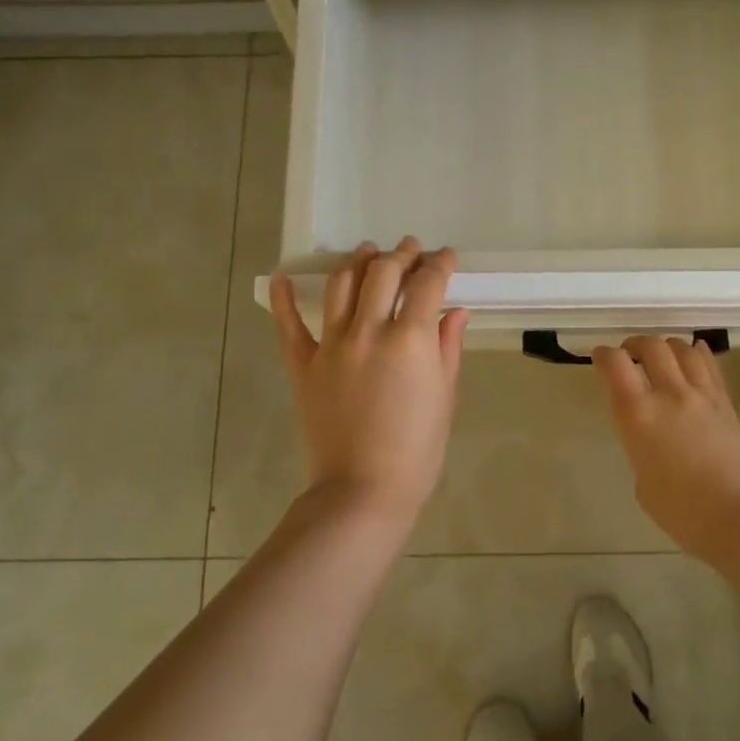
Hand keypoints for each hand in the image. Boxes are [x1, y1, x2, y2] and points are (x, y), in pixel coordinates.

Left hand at [271, 238, 468, 518]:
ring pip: (342, 285)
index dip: (439, 264)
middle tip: (411, 250)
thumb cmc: (417, 449)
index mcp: (410, 339)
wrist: (363, 490)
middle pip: (383, 273)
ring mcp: (331, 345)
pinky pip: (289, 325)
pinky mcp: (303, 364)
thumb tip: (455, 312)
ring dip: (357, 262)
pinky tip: (284, 278)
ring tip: (367, 253)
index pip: (426, 284)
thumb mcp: (444, 396)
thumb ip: (447, 347)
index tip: (445, 257)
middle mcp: (369, 330)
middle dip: (401, 255)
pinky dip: (285, 298)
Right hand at [592, 336, 739, 569]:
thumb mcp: (643, 482)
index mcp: (638, 415)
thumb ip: (641, 448)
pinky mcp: (726, 403)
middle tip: (629, 355)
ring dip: (666, 345)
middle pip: (651, 346)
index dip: (603, 355)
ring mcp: (702, 396)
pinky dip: (697, 353)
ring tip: (661, 355)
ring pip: (683, 349)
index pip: (615, 365)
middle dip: (635, 344)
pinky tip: (694, 352)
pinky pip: (710, 366)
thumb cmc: (683, 512)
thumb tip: (652, 439)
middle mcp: (669, 395)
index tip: (599, 358)